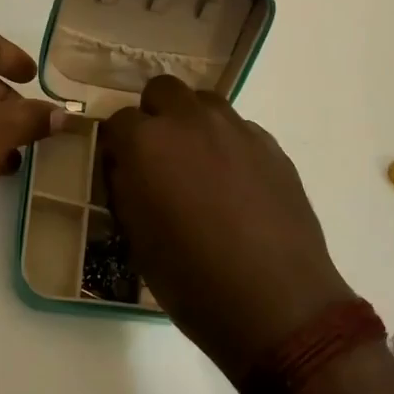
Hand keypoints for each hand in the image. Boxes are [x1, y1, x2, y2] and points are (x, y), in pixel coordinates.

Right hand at [100, 77, 352, 384]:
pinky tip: (236, 184)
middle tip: (158, 157)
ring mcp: (236, 129)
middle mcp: (190, 121)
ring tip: (198, 165)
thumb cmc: (192, 280)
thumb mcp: (137, 239)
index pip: (117, 122)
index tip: (122, 169)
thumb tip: (127, 167)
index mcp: (147, 143)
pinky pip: (239, 128)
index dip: (117, 146)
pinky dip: (228, 144)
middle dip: (154, 116)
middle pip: (163, 90)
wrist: (275, 302)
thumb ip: (126, 188)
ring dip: (193, 123)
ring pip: (205, 103)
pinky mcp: (271, 145)